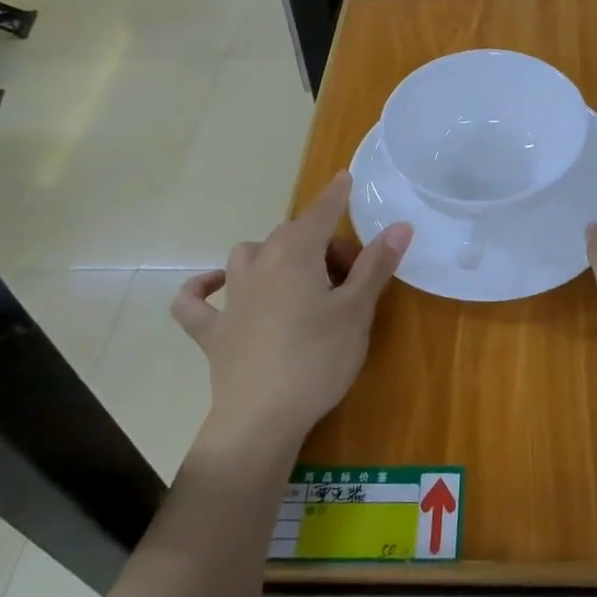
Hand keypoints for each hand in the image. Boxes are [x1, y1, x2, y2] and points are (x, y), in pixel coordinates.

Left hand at [172, 172, 410, 460]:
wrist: (262, 418)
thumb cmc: (318, 358)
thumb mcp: (358, 310)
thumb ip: (376, 265)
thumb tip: (399, 225)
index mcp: (296, 253)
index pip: (320, 212)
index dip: (336, 196)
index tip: (344, 178)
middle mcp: (259, 264)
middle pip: (293, 236)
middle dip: (321, 244)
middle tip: (349, 276)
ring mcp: (231, 298)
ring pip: (248, 256)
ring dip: (271, 256)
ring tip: (297, 278)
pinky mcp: (212, 331)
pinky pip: (197, 301)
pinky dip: (204, 289)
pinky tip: (215, 288)